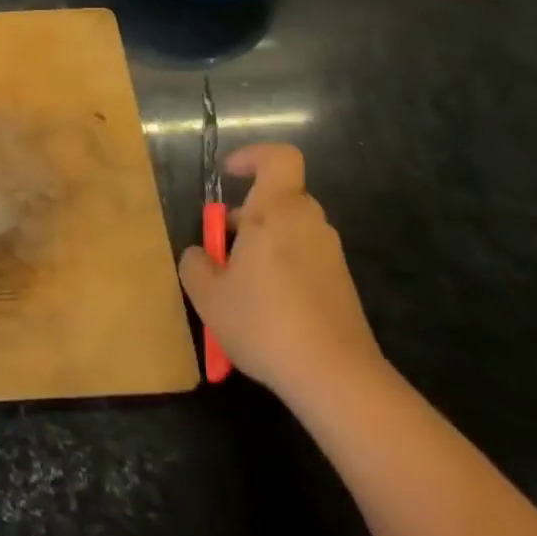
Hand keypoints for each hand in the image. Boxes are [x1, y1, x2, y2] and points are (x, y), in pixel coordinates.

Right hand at [177, 143, 382, 402]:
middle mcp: (308, 224)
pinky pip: (304, 259)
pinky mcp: (341, 285)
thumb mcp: (207, 295)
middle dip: (246, 216)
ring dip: (262, 246)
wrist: (337, 378)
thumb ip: (195, 264)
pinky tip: (266, 312)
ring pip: (289, 231)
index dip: (252, 157)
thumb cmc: (264, 323)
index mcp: (276, 212)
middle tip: (221, 249)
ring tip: (239, 288)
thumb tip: (201, 254)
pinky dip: (281, 271)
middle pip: (278, 199)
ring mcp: (329, 255)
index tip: (228, 175)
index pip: (278, 158)